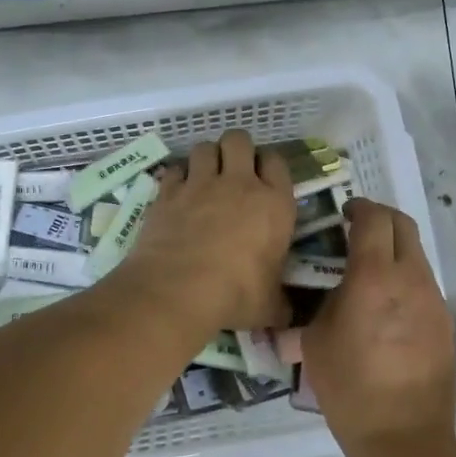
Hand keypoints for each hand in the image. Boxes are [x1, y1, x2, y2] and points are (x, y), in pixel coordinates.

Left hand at [107, 131, 295, 334]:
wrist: (178, 290)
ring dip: (206, 158)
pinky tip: (177, 192)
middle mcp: (238, 184)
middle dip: (236, 149)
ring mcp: (200, 184)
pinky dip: (177, 176)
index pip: (277, 162)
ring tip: (204, 177)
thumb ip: (280, 304)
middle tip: (233, 171)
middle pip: (239, 140)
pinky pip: (174, 170)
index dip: (269, 165)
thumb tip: (287, 317)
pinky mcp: (168, 193)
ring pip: (204, 147)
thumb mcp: (269, 306)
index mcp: (274, 204)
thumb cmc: (235, 295)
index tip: (264, 179)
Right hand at [304, 198, 455, 456]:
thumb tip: (319, 290)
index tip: (343, 214)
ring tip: (366, 274)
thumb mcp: (314, 341)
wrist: (403, 436)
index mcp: (374, 277)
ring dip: (393, 251)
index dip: (359, 207)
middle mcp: (410, 279)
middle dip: (380, 219)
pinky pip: (422, 285)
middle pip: (403, 226)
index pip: (374, 218)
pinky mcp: (444, 322)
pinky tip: (384, 309)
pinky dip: (403, 280)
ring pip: (416, 255)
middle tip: (355, 231)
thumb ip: (318, 303)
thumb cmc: (349, 387)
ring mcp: (433, 300)